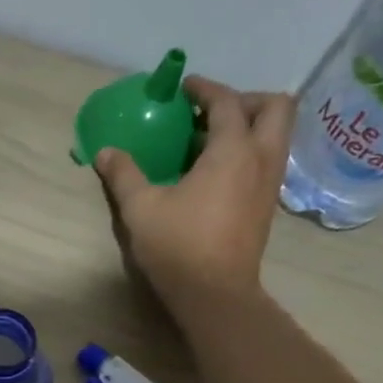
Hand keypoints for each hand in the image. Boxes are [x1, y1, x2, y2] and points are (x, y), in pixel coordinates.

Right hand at [94, 75, 295, 300]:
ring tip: (211, 142)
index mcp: (233, 150)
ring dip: (251, 126)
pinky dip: (249, 152)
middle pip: (275, 107)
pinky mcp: (267, 205)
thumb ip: (124, 175)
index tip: (185, 88)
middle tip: (211, 113)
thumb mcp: (141, 208)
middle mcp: (261, 158)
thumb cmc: (178, 246)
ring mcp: (270, 183)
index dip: (205, 89)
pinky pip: (268, 160)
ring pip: (277, 135)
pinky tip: (216, 173)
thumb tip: (105, 152)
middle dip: (246, 100)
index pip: (227, 101)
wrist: (214, 293)